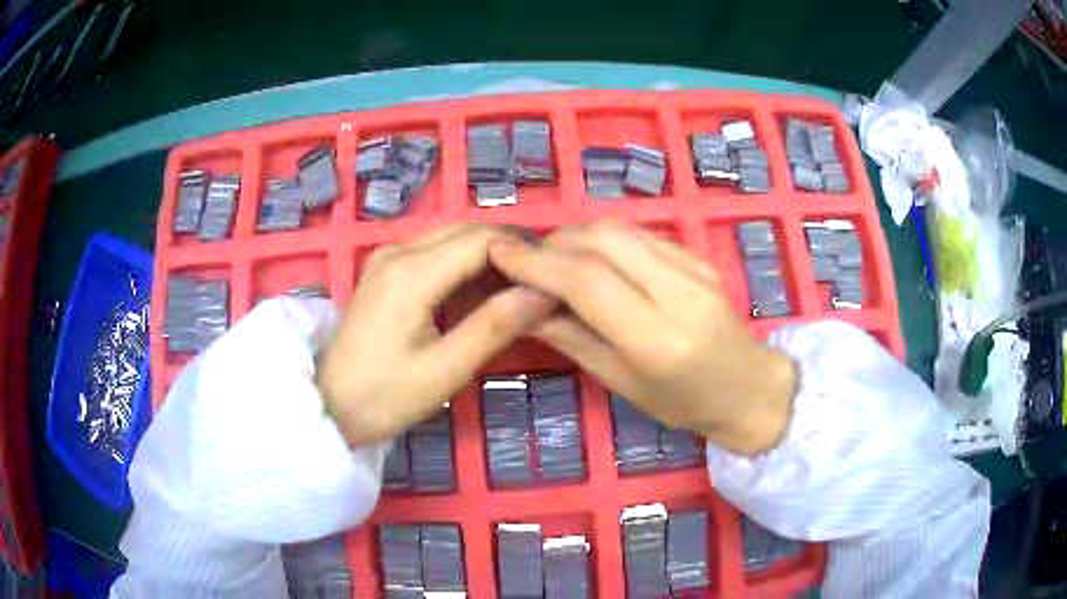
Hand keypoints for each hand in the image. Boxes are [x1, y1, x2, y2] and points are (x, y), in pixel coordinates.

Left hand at [317, 224, 555, 446]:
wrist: (328, 405)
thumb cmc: (384, 396)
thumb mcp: (445, 370)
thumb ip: (494, 326)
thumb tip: (543, 291)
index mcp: (412, 272)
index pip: (483, 239)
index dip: (523, 252)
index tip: (553, 278)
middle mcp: (398, 249)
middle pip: (468, 231)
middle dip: (508, 251)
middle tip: (540, 285)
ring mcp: (387, 256)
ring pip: (452, 238)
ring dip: (488, 257)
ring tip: (518, 291)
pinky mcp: (384, 269)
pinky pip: (435, 252)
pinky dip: (464, 265)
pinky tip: (480, 294)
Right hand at [490, 221, 797, 454]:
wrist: (748, 388)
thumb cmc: (682, 403)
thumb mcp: (620, 382)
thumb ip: (571, 336)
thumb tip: (522, 303)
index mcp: (655, 339)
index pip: (585, 280)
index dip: (535, 262)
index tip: (499, 253)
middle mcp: (677, 293)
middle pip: (600, 241)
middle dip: (552, 243)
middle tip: (526, 261)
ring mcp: (694, 269)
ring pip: (619, 229)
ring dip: (577, 236)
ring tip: (556, 259)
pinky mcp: (700, 257)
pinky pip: (641, 233)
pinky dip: (606, 238)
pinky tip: (596, 258)